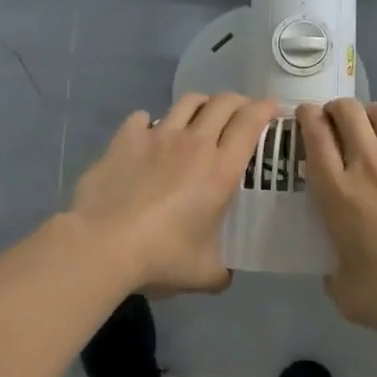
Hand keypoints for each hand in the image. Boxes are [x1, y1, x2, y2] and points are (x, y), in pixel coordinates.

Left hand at [71, 92, 279, 293]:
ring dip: (201, 105)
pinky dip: (150, 122)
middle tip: (241, 114)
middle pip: (223, 103)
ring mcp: (158, 136)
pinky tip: (149, 135)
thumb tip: (225, 274)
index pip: (250, 123)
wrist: (103, 244)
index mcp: (221, 170)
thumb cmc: (162, 257)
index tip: (273, 108)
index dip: (265, 109)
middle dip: (238, 102)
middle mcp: (194, 143)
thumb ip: (222, 270)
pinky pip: (142, 118)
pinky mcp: (125, 139)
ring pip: (187, 102)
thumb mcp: (204, 274)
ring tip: (201, 117)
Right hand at [296, 99, 376, 338]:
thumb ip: (333, 274)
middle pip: (348, 111)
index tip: (307, 116)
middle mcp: (368, 164)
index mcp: (337, 192)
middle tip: (338, 121)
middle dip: (338, 109)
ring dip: (375, 115)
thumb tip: (336, 268)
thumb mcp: (345, 294)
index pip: (315, 136)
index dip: (307, 117)